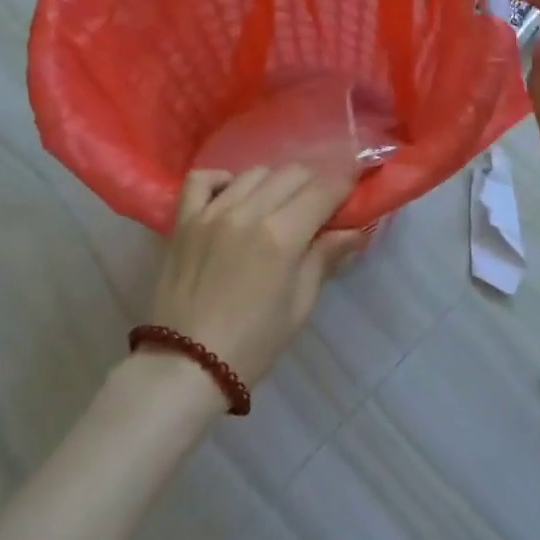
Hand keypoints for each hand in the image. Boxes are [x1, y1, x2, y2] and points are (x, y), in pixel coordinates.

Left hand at [146, 165, 364, 391]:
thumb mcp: (300, 305)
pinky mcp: (183, 220)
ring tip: (277, 205)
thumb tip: (356, 230)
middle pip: (292, 173)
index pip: (324, 190)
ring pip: (253, 173)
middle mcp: (248, 212)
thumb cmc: (253, 344)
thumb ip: (325, 258)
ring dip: (274, 183)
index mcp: (282, 236)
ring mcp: (211, 212)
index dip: (344, 186)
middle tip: (318, 205)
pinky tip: (230, 197)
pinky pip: (201, 179)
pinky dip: (221, 180)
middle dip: (313, 183)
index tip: (351, 191)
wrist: (186, 366)